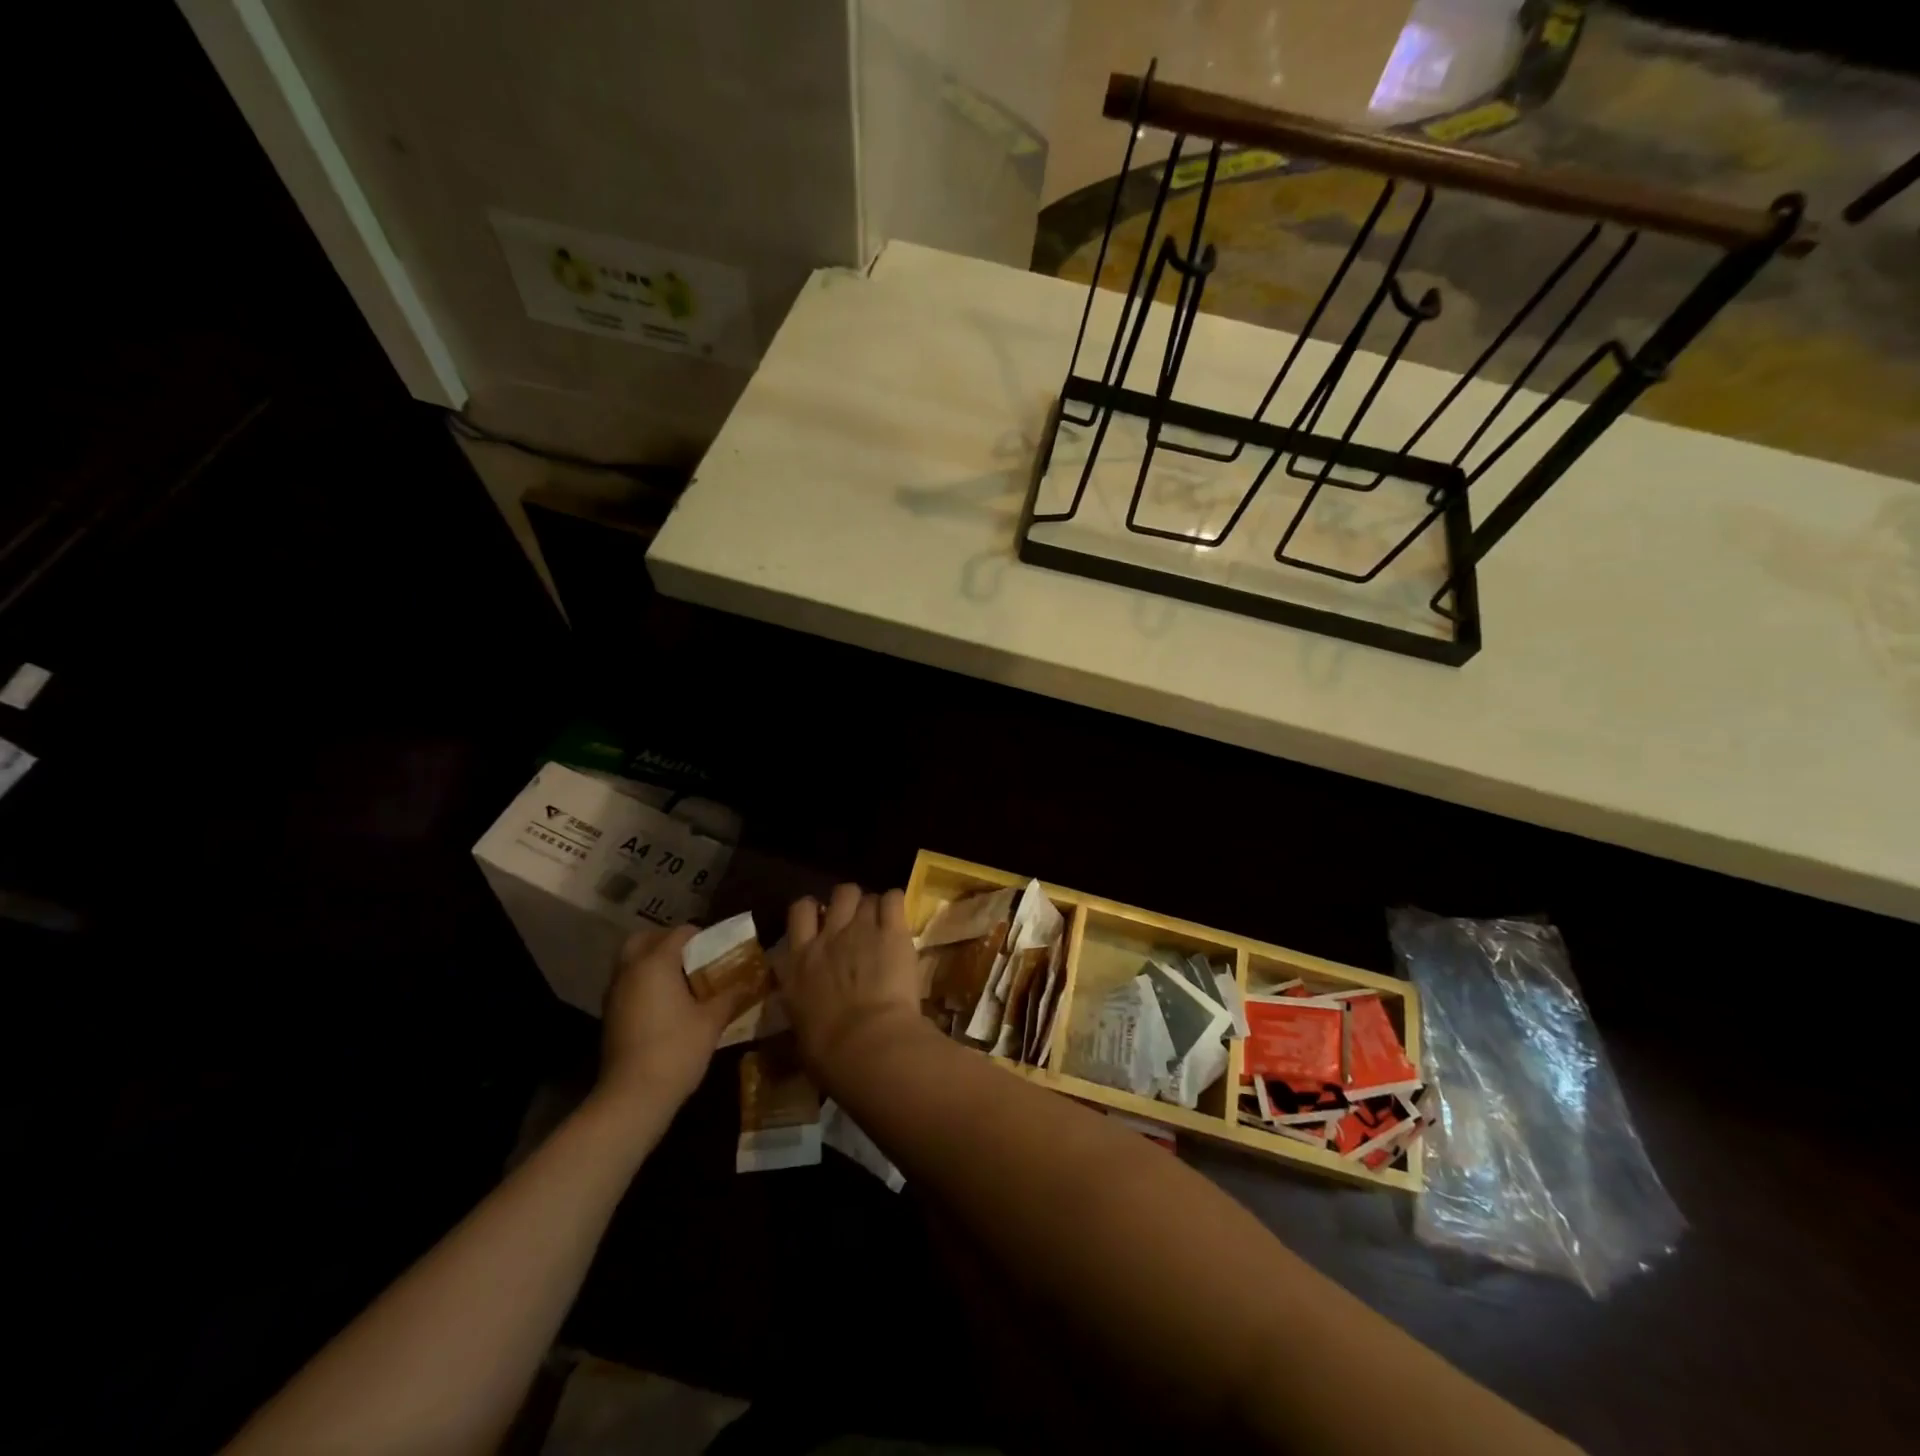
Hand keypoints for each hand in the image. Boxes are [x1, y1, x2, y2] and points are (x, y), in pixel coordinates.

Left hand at [597, 924, 756, 1112]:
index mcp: (656, 963)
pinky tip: (666, 1003)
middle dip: (667, 941)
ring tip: (682, 980)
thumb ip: (731, 995)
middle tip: (692, 956)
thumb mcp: (712, 1020)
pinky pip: (628, 983)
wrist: (632, 1096)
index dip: (702, 936)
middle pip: (645, 939)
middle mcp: (631, 970)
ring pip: (632, 962)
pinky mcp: (610, 1015)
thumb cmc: (676, 1049)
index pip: (679, 932)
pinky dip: (644, 982)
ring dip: (653, 962)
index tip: (719, 950)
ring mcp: (615, 993)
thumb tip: (752, 981)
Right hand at [780, 884, 926, 1080]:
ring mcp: (860, 930)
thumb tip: (808, 1012)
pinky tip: (900, 921)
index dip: (813, 911)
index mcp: (798, 963)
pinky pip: (894, 899)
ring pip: (867, 895)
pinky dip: (896, 905)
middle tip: (859, 920)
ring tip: (884, 924)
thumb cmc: (830, 1054)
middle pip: (839, 894)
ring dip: (875, 907)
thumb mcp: (801, 1029)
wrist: (867, 1046)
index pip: (799, 912)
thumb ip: (804, 1006)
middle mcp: (827, 937)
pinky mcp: (892, 932)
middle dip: (850, 902)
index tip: (823, 922)